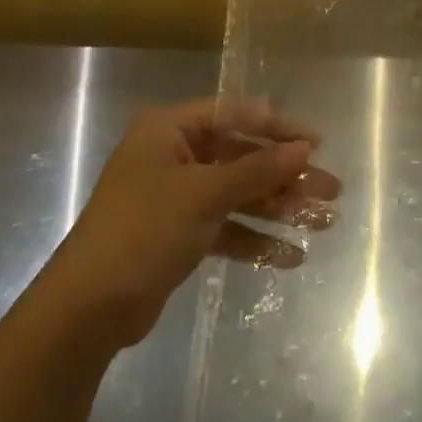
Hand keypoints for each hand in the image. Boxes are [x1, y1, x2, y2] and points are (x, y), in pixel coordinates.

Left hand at [44, 98, 340, 346]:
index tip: (318, 142)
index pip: (234, 115)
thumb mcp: (204, 194)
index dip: (278, 127)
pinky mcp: (180, 234)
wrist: (90, 306)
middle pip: (241, 157)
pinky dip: (256, 239)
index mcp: (169, 130)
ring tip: (324, 222)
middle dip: (286, 175)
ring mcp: (177, 196)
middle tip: (331, 190)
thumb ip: (257, 170)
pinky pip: (227, 227)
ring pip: (238, 194)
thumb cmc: (144, 230)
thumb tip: (305, 148)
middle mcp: (173, 155)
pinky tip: (291, 257)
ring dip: (278, 208)